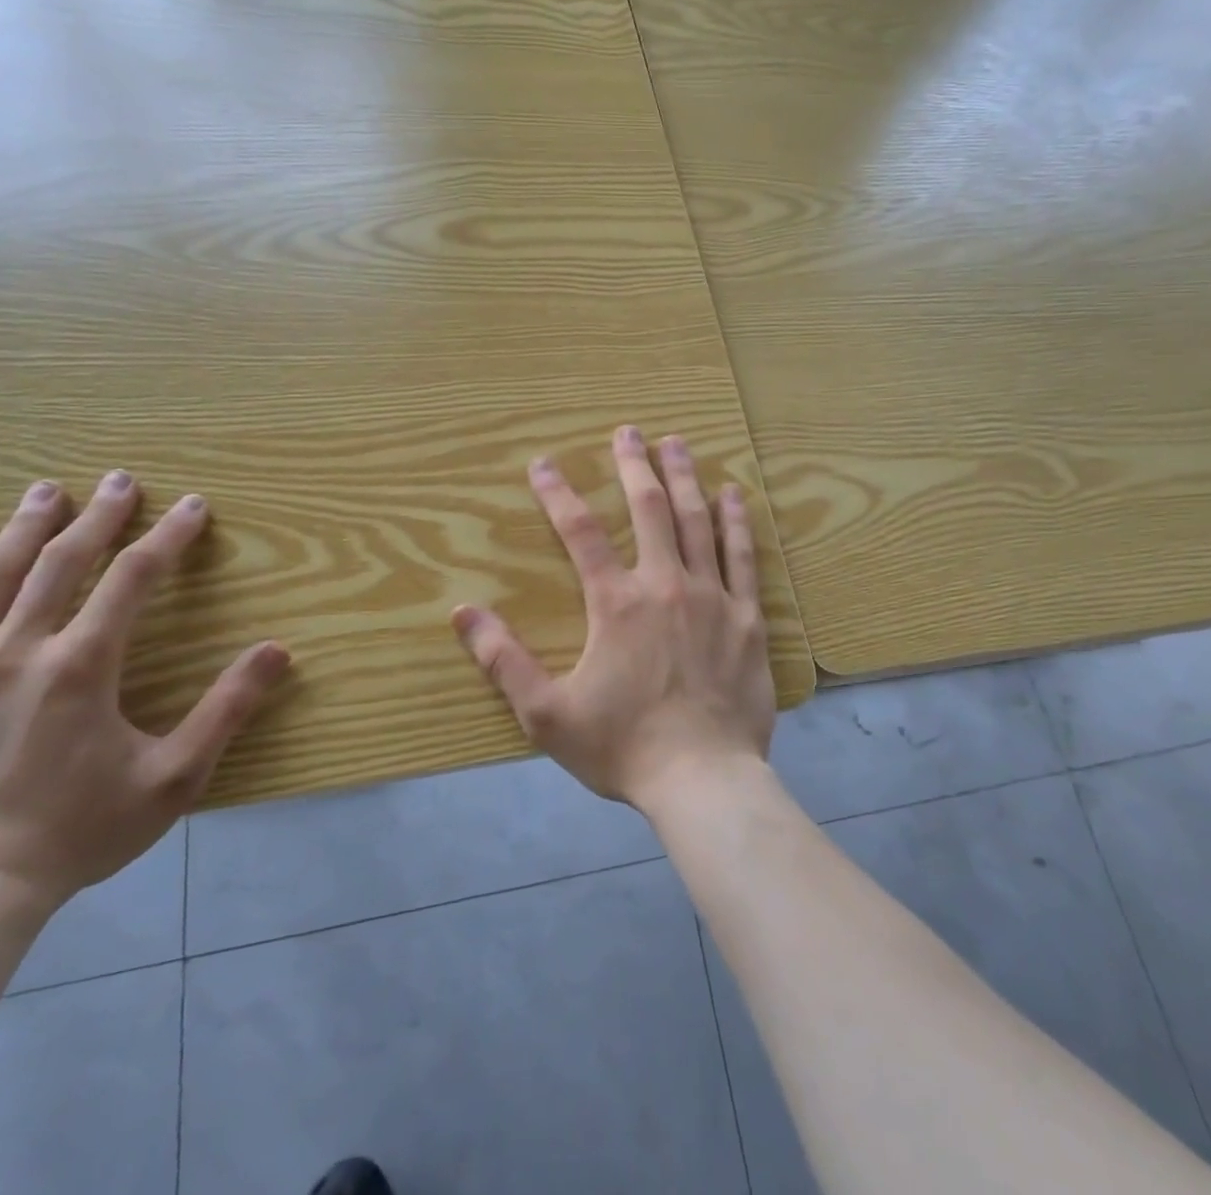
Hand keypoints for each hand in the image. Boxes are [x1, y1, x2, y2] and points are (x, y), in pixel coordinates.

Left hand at [0, 472, 289, 910]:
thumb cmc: (78, 833)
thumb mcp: (174, 777)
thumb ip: (227, 709)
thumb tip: (278, 651)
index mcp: (80, 667)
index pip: (132, 579)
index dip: (168, 537)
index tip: (192, 506)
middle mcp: (15, 653)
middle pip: (59, 563)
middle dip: (97, 517)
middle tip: (120, 480)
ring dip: (22, 529)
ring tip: (45, 491)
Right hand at [451, 425, 775, 810]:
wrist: (703, 780)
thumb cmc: (623, 747)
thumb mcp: (546, 712)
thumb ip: (503, 660)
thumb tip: (463, 612)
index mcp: (616, 603)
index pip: (580, 532)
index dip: (558, 493)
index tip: (543, 463)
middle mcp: (664, 585)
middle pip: (649, 509)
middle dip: (635, 465)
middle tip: (629, 431)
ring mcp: (712, 597)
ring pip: (697, 521)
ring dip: (684, 478)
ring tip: (677, 443)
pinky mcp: (747, 617)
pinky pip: (743, 557)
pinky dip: (737, 522)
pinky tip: (734, 494)